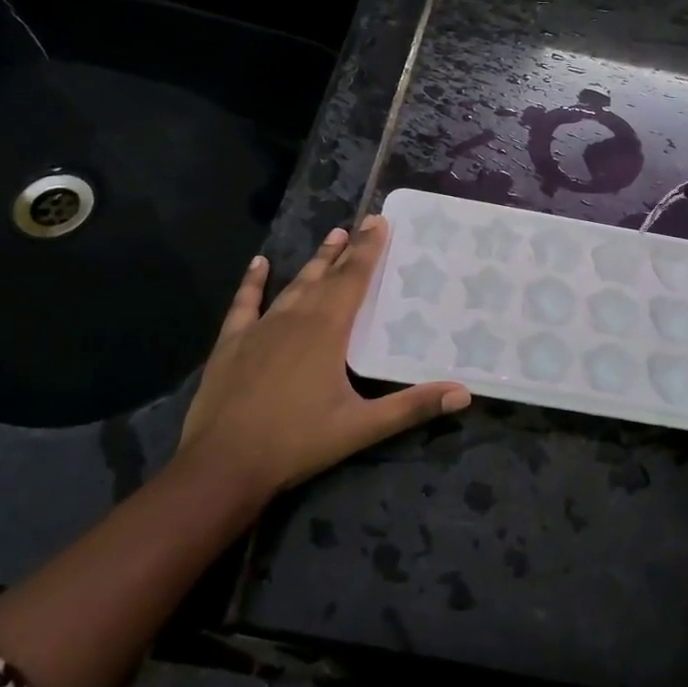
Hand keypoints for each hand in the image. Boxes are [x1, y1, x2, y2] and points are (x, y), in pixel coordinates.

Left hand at [173, 217, 471, 498]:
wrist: (223, 465)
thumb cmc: (297, 442)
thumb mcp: (362, 427)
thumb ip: (412, 406)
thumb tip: (464, 394)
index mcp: (327, 331)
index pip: (353, 279)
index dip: (368, 250)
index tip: (379, 222)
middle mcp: (295, 319)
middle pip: (326, 276)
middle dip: (347, 250)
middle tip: (362, 224)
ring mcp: (260, 329)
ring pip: (293, 286)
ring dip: (313, 262)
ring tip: (331, 237)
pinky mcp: (231, 344)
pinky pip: (245, 304)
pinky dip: (253, 282)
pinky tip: (258, 264)